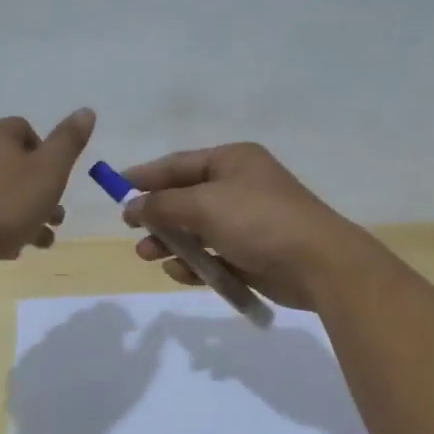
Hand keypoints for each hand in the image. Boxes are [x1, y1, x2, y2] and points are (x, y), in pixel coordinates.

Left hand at [0, 109, 95, 267]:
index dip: (47, 155)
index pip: (26, 130)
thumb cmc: (2, 205)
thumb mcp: (48, 173)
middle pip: (11, 164)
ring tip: (38, 242)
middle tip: (54, 219)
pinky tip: (6, 249)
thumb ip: (68, 142)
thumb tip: (86, 110)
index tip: (57, 183)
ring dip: (21, 213)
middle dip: (38, 191)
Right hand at [120, 142, 371, 309]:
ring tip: (147, 255)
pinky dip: (195, 263)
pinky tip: (178, 273)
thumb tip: (133, 206)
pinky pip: (213, 255)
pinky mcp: (251, 254)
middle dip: (157, 215)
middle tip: (131, 229)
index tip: (116, 187)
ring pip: (197, 230)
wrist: (318, 263)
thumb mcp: (205, 205)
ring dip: (171, 242)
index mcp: (232, 161)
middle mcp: (239, 186)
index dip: (146, 175)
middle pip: (186, 198)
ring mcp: (246, 222)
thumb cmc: (259, 220)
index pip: (179, 164)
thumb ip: (163, 205)